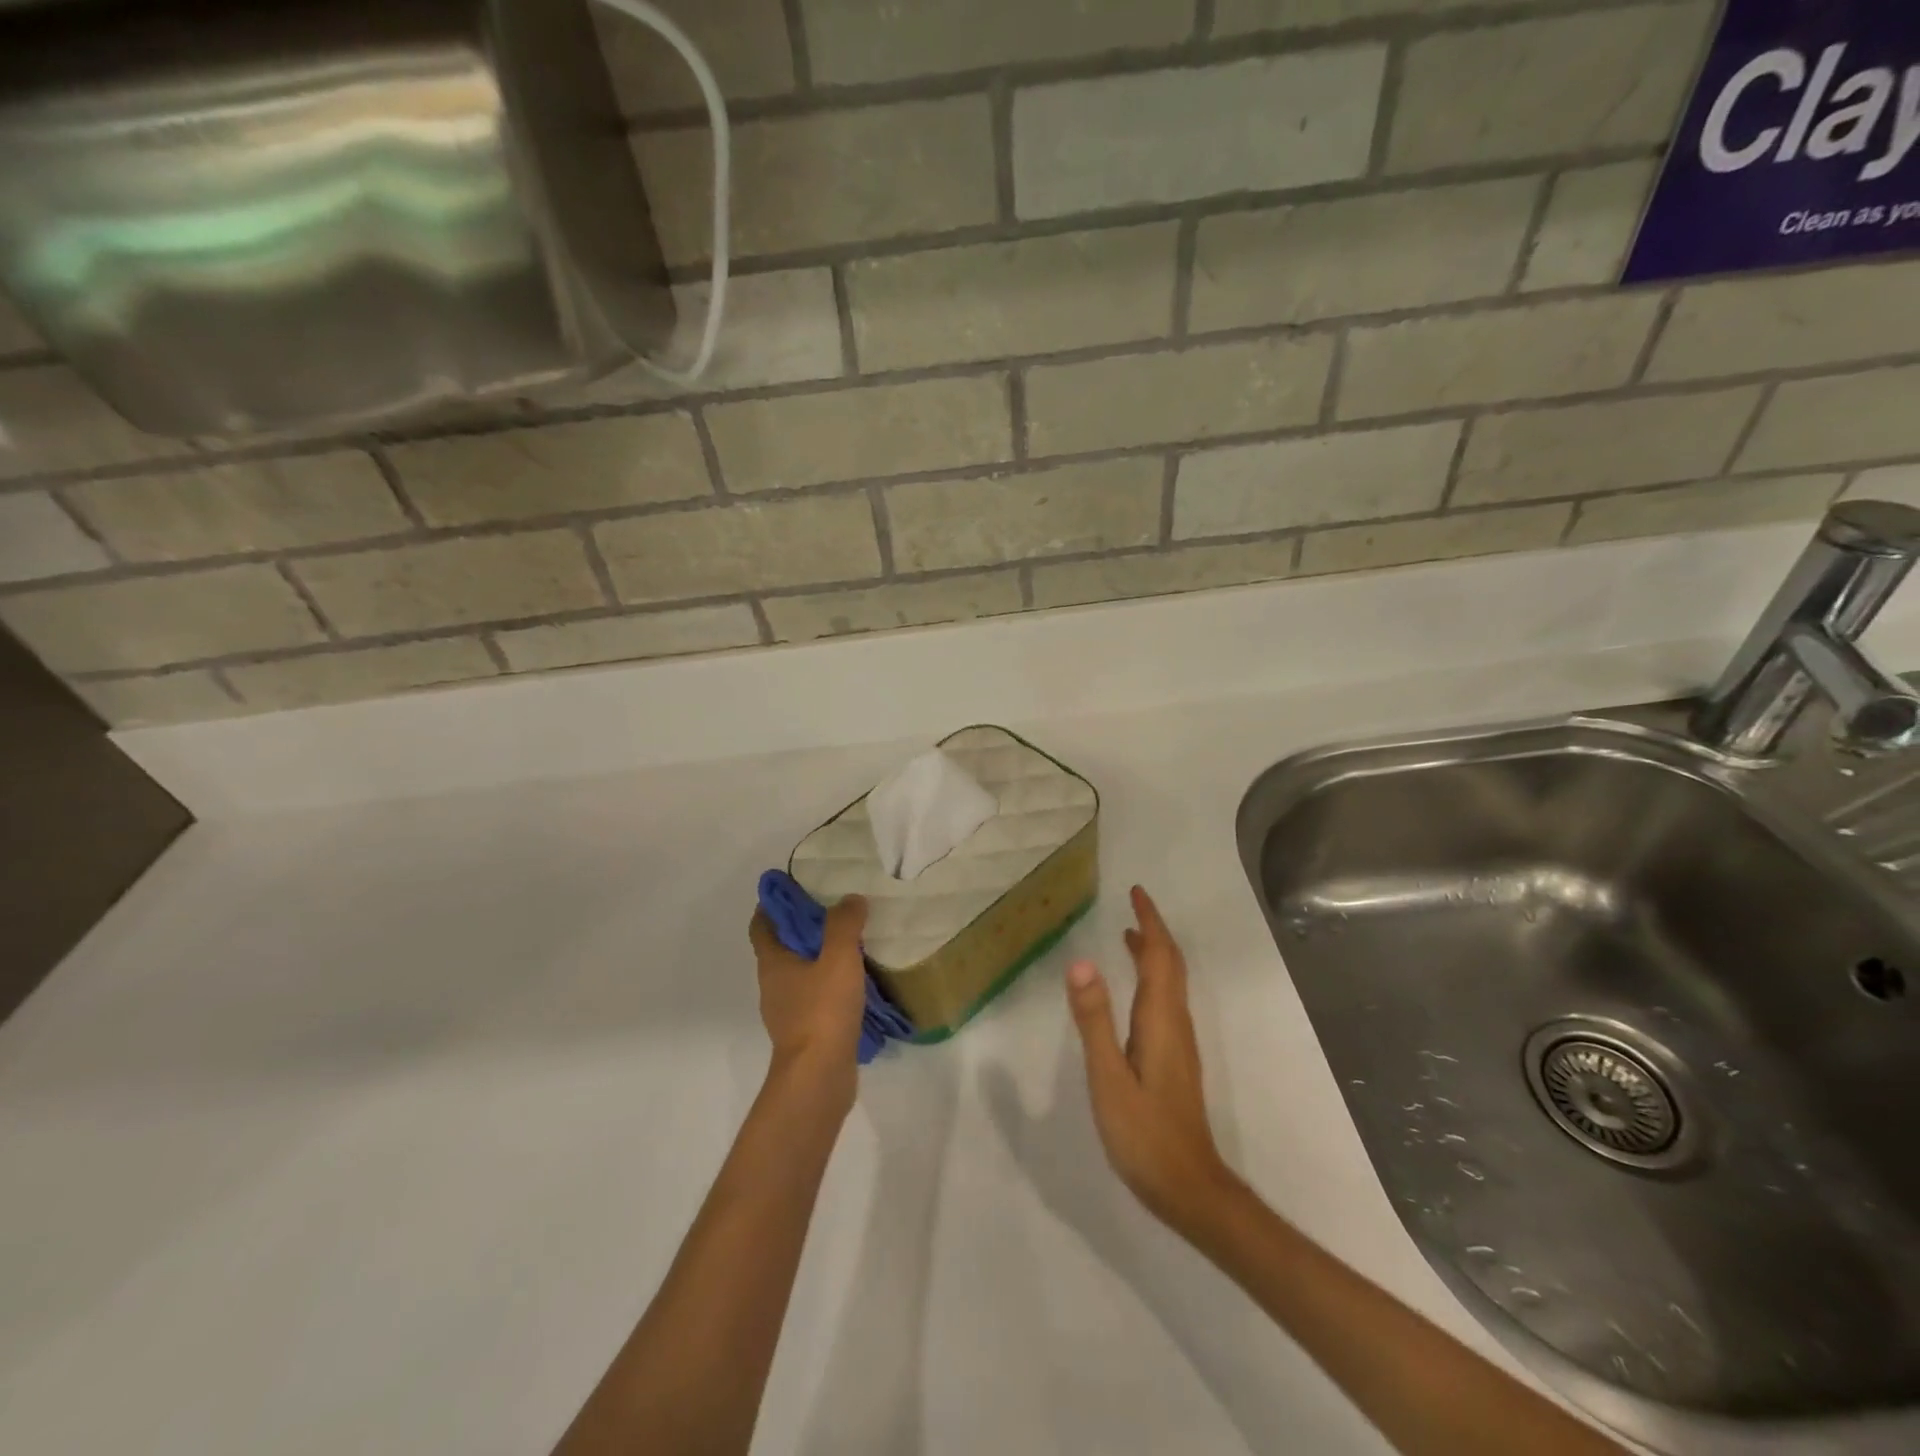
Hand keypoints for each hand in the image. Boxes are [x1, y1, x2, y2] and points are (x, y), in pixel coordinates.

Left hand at [749, 894, 868, 1075]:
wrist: (819, 1077)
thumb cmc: (822, 1010)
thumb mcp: (838, 957)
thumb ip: (844, 923)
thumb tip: (850, 899)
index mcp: (772, 963)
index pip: (761, 925)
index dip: (772, 905)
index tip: (794, 888)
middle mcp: (773, 985)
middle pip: (781, 947)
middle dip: (801, 928)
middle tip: (833, 910)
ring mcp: (788, 1012)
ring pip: (799, 973)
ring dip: (818, 958)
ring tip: (850, 943)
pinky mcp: (805, 1033)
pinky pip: (815, 998)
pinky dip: (829, 985)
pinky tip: (855, 982)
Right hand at [1066, 886, 1237, 1231]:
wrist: (1189, 1188)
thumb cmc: (1144, 1133)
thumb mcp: (1108, 1077)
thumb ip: (1094, 1020)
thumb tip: (1081, 962)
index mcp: (1161, 1019)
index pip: (1159, 956)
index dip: (1150, 922)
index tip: (1137, 893)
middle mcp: (1176, 1023)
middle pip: (1171, 964)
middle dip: (1154, 930)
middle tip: (1133, 904)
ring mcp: (1180, 1042)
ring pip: (1170, 983)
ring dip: (1154, 953)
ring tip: (1128, 935)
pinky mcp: (1175, 1059)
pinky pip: (1165, 1001)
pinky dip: (1151, 978)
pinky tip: (1133, 990)